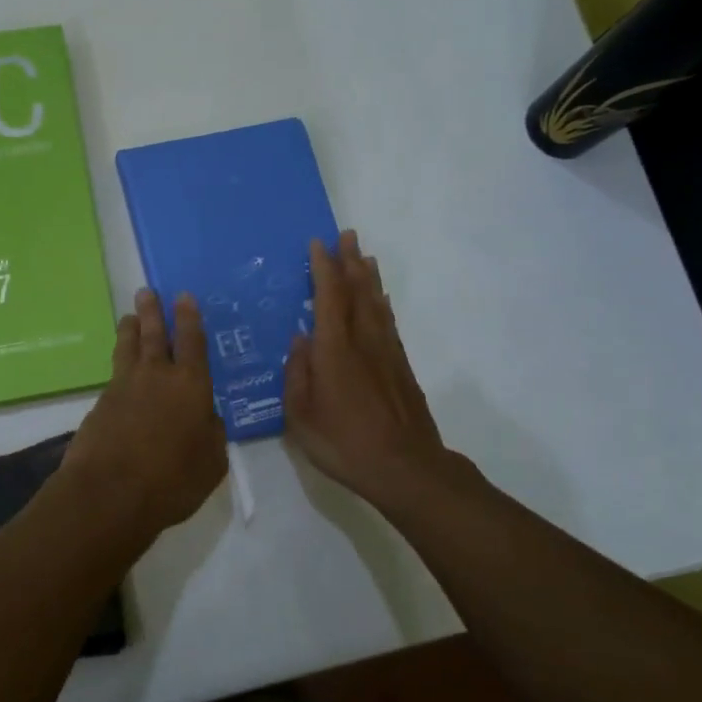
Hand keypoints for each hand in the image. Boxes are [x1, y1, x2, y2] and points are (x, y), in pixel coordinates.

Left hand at [64, 288, 227, 539]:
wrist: (109, 494)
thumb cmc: (172, 480)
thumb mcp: (211, 462)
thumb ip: (212, 434)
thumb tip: (207, 418)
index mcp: (190, 384)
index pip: (192, 341)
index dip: (189, 317)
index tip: (182, 296)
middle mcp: (156, 377)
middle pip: (153, 335)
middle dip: (152, 312)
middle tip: (146, 291)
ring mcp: (123, 388)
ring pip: (127, 349)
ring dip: (129, 330)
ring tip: (128, 317)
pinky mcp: (99, 405)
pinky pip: (114, 377)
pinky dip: (120, 369)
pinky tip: (121, 374)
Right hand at [284, 230, 457, 506]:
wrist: (405, 467)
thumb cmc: (344, 443)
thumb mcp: (301, 416)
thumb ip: (297, 374)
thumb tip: (299, 340)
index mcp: (334, 350)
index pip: (328, 297)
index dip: (323, 268)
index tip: (318, 244)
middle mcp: (362, 341)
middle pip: (357, 291)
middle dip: (349, 261)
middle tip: (346, 235)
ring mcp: (386, 352)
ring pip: (376, 303)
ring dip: (369, 276)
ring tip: (364, 255)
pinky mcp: (402, 367)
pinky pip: (389, 322)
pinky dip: (382, 303)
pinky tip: (380, 299)